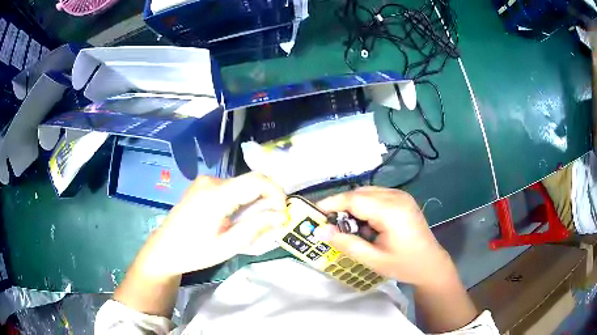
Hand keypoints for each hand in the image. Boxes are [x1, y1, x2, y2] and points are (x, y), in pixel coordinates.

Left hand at [139, 172, 286, 276]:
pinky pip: (230, 188)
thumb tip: (282, 216)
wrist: (164, 249)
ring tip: (252, 224)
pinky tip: (236, 219)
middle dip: (266, 199)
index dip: (277, 192)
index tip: (283, 211)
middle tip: (271, 222)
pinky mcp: (202, 186)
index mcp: (216, 195)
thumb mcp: (228, 246)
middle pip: (250, 182)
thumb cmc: (194, 252)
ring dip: (253, 201)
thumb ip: (256, 228)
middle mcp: (211, 181)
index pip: (257, 180)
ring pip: (241, 185)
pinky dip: (241, 200)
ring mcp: (204, 182)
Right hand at [318, 187, 452, 286]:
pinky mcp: (403, 198)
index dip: (332, 203)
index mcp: (391, 211)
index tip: (314, 212)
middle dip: (341, 206)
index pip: (355, 199)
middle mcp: (397, 196)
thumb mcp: (372, 259)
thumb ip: (346, 243)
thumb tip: (320, 230)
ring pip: (367, 192)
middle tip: (329, 224)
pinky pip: (376, 196)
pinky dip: (365, 206)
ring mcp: (401, 195)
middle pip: (360, 193)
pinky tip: (365, 224)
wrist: (430, 264)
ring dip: (353, 206)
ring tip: (347, 227)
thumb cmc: (403, 265)